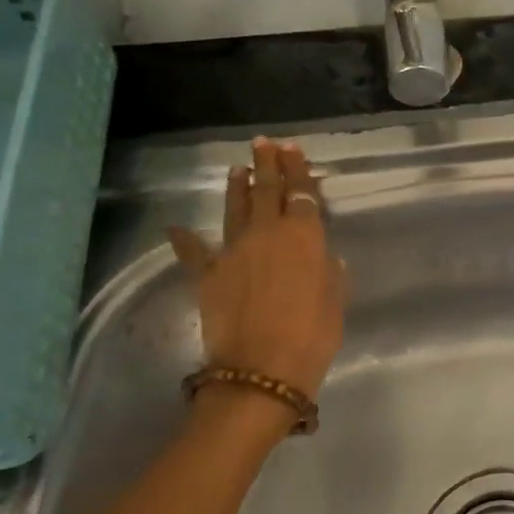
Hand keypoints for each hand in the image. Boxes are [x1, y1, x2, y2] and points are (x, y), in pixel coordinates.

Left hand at [168, 138, 345, 398]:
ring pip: (235, 210)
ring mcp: (233, 252)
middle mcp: (266, 234)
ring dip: (237, 188)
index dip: (298, 170)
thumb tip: (324, 257)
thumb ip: (330, 273)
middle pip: (266, 191)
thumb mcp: (336, 301)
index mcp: (304, 237)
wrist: (261, 370)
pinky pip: (195, 252)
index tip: (293, 149)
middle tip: (264, 144)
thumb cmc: (312, 335)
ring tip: (237, 169)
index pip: (301, 194)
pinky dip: (185, 240)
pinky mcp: (208, 276)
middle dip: (267, 165)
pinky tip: (177, 228)